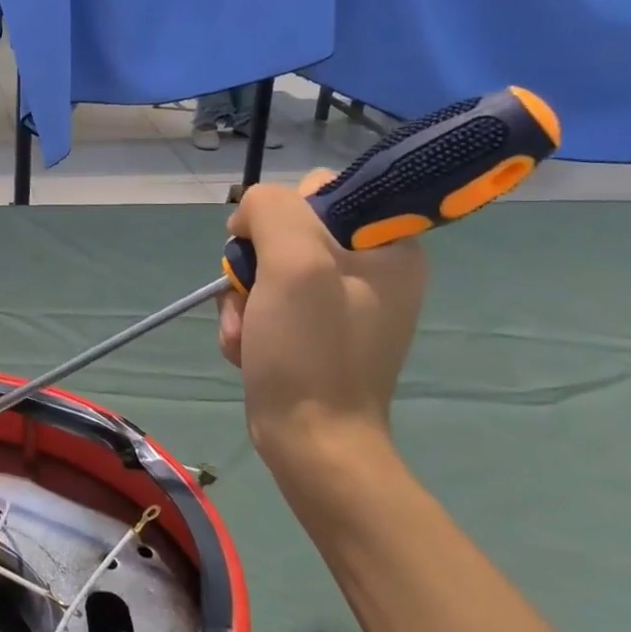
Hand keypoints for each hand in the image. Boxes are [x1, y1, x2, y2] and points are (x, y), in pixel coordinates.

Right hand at [217, 171, 427, 467]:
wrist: (312, 441)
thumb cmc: (311, 350)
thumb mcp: (294, 262)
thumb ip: (272, 210)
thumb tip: (250, 215)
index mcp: (387, 244)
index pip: (320, 190)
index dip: (282, 213)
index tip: (267, 248)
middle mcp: (370, 268)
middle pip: (284, 231)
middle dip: (253, 264)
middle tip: (254, 297)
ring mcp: (339, 303)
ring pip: (266, 269)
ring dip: (243, 299)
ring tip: (248, 333)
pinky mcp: (314, 332)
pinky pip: (267, 303)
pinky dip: (247, 323)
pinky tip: (248, 348)